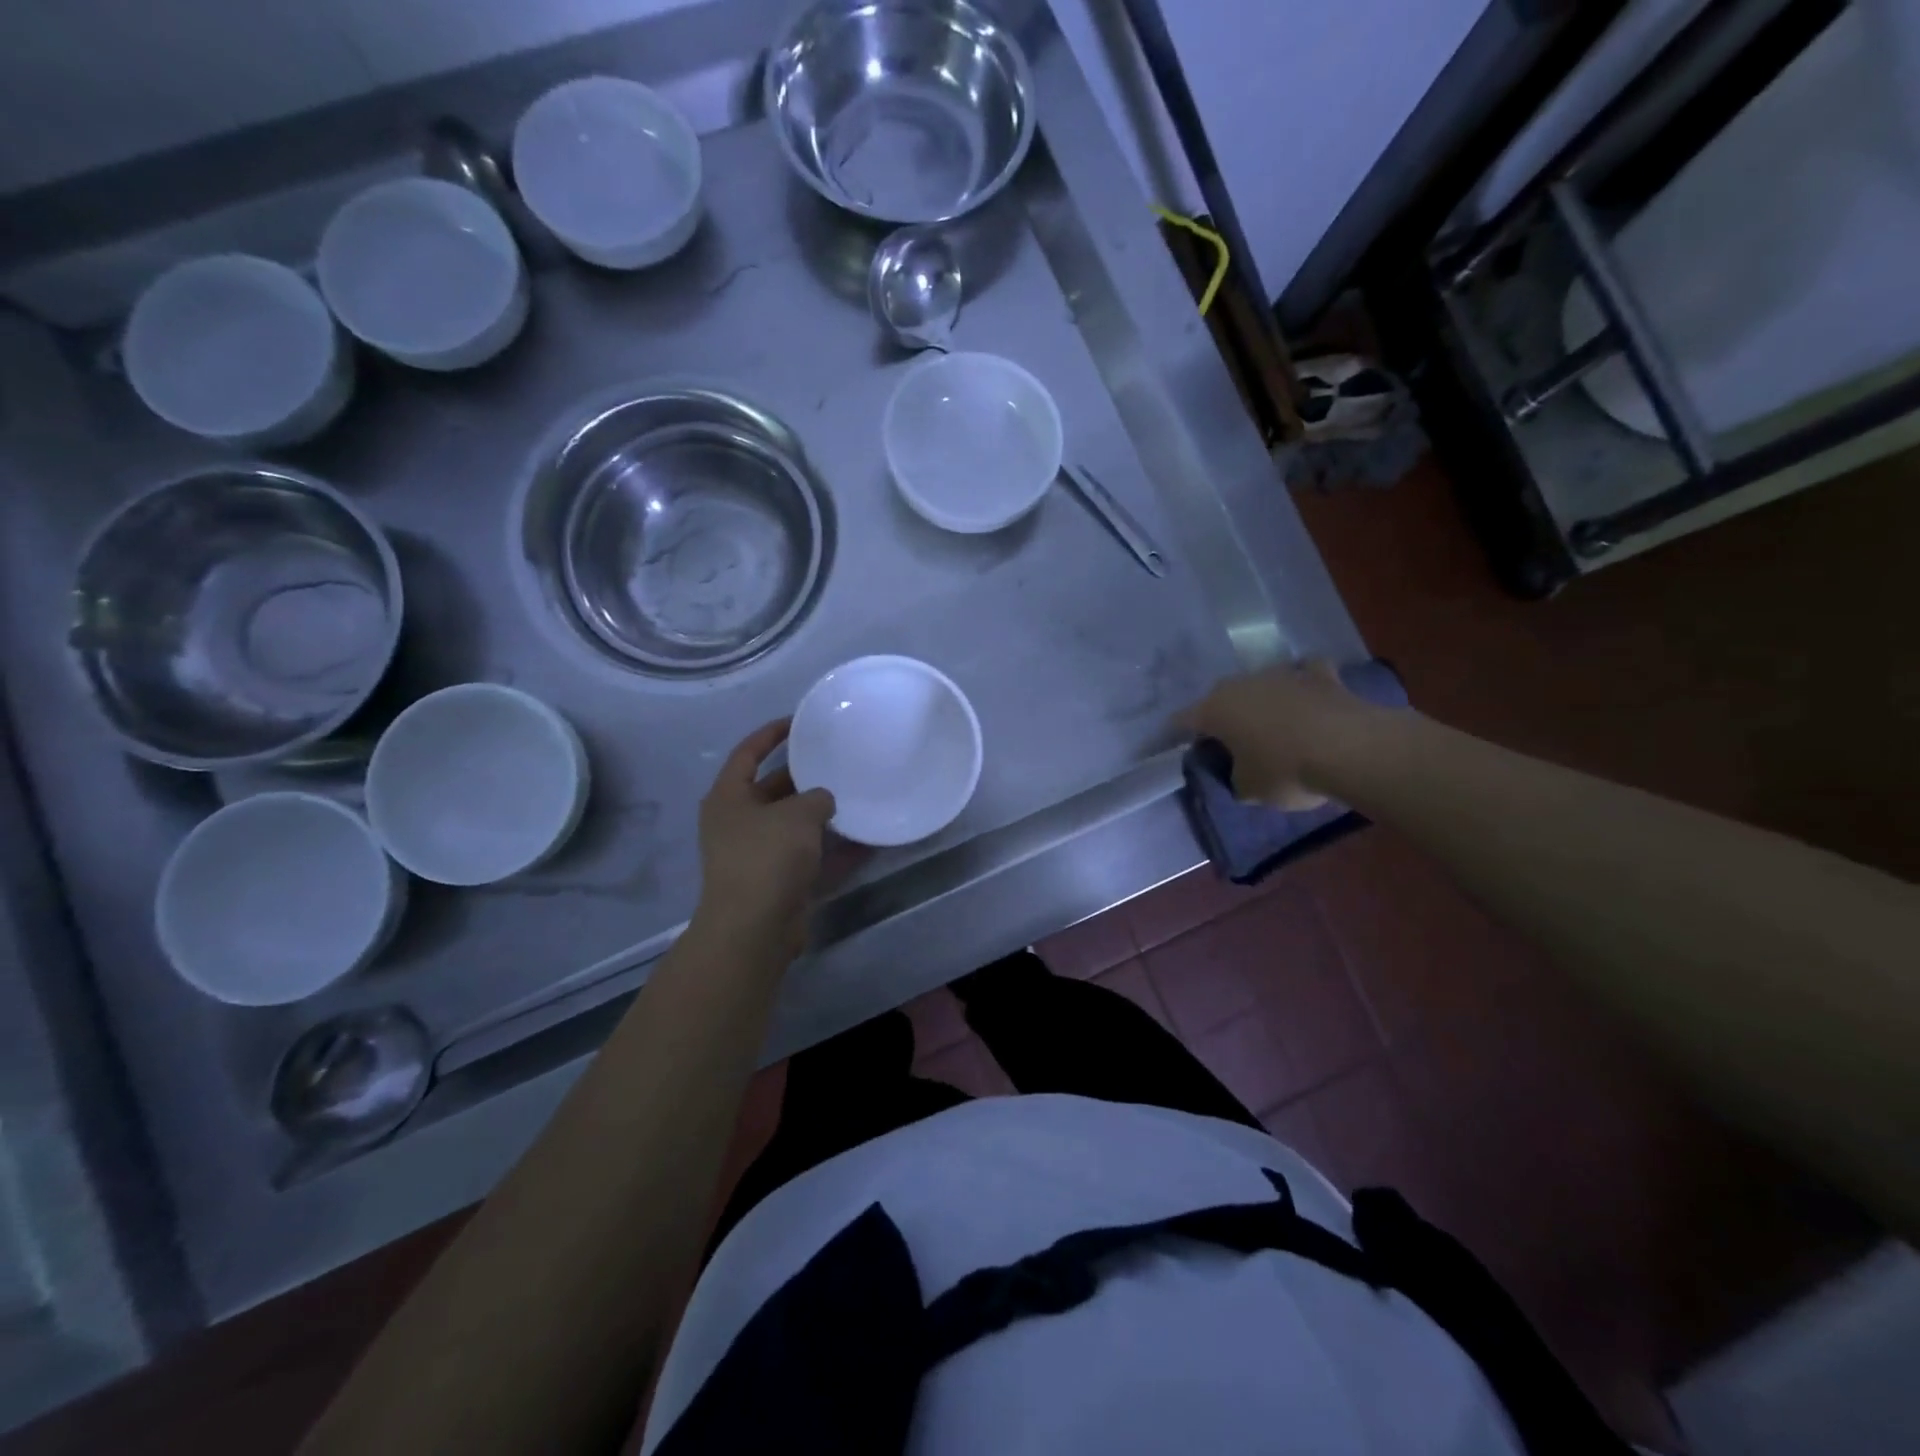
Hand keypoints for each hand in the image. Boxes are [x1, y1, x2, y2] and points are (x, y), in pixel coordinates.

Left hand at [694, 720, 836, 960]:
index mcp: (728, 797)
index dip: (771, 733)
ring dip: (821, 815)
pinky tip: (866, 841)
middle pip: (772, 789)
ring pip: (793, 825)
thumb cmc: (767, 857)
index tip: (799, 721)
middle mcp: (737, 822)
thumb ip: (816, 798)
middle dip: (804, 776)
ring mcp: (755, 854)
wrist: (754, 929)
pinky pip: (808, 856)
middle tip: (837, 760)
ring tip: (856, 795)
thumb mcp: (797, 815)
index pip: (747, 752)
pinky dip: (833, 849)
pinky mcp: (776, 881)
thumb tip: (824, 800)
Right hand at [1178, 662, 1377, 810]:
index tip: (1178, 747)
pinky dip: (1304, 682)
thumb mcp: (1249, 789)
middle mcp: (1241, 684)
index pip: (1182, 720)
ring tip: (1270, 722)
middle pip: (1221, 697)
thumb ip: (1235, 777)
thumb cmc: (1285, 770)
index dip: (1177, 735)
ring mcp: (1282, 673)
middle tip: (1228, 740)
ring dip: (1261, 700)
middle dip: (1221, 715)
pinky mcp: (1321, 674)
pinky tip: (1308, 694)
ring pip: (1260, 683)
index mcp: (1214, 710)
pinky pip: (1305, 673)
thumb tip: (1240, 771)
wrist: (1350, 748)